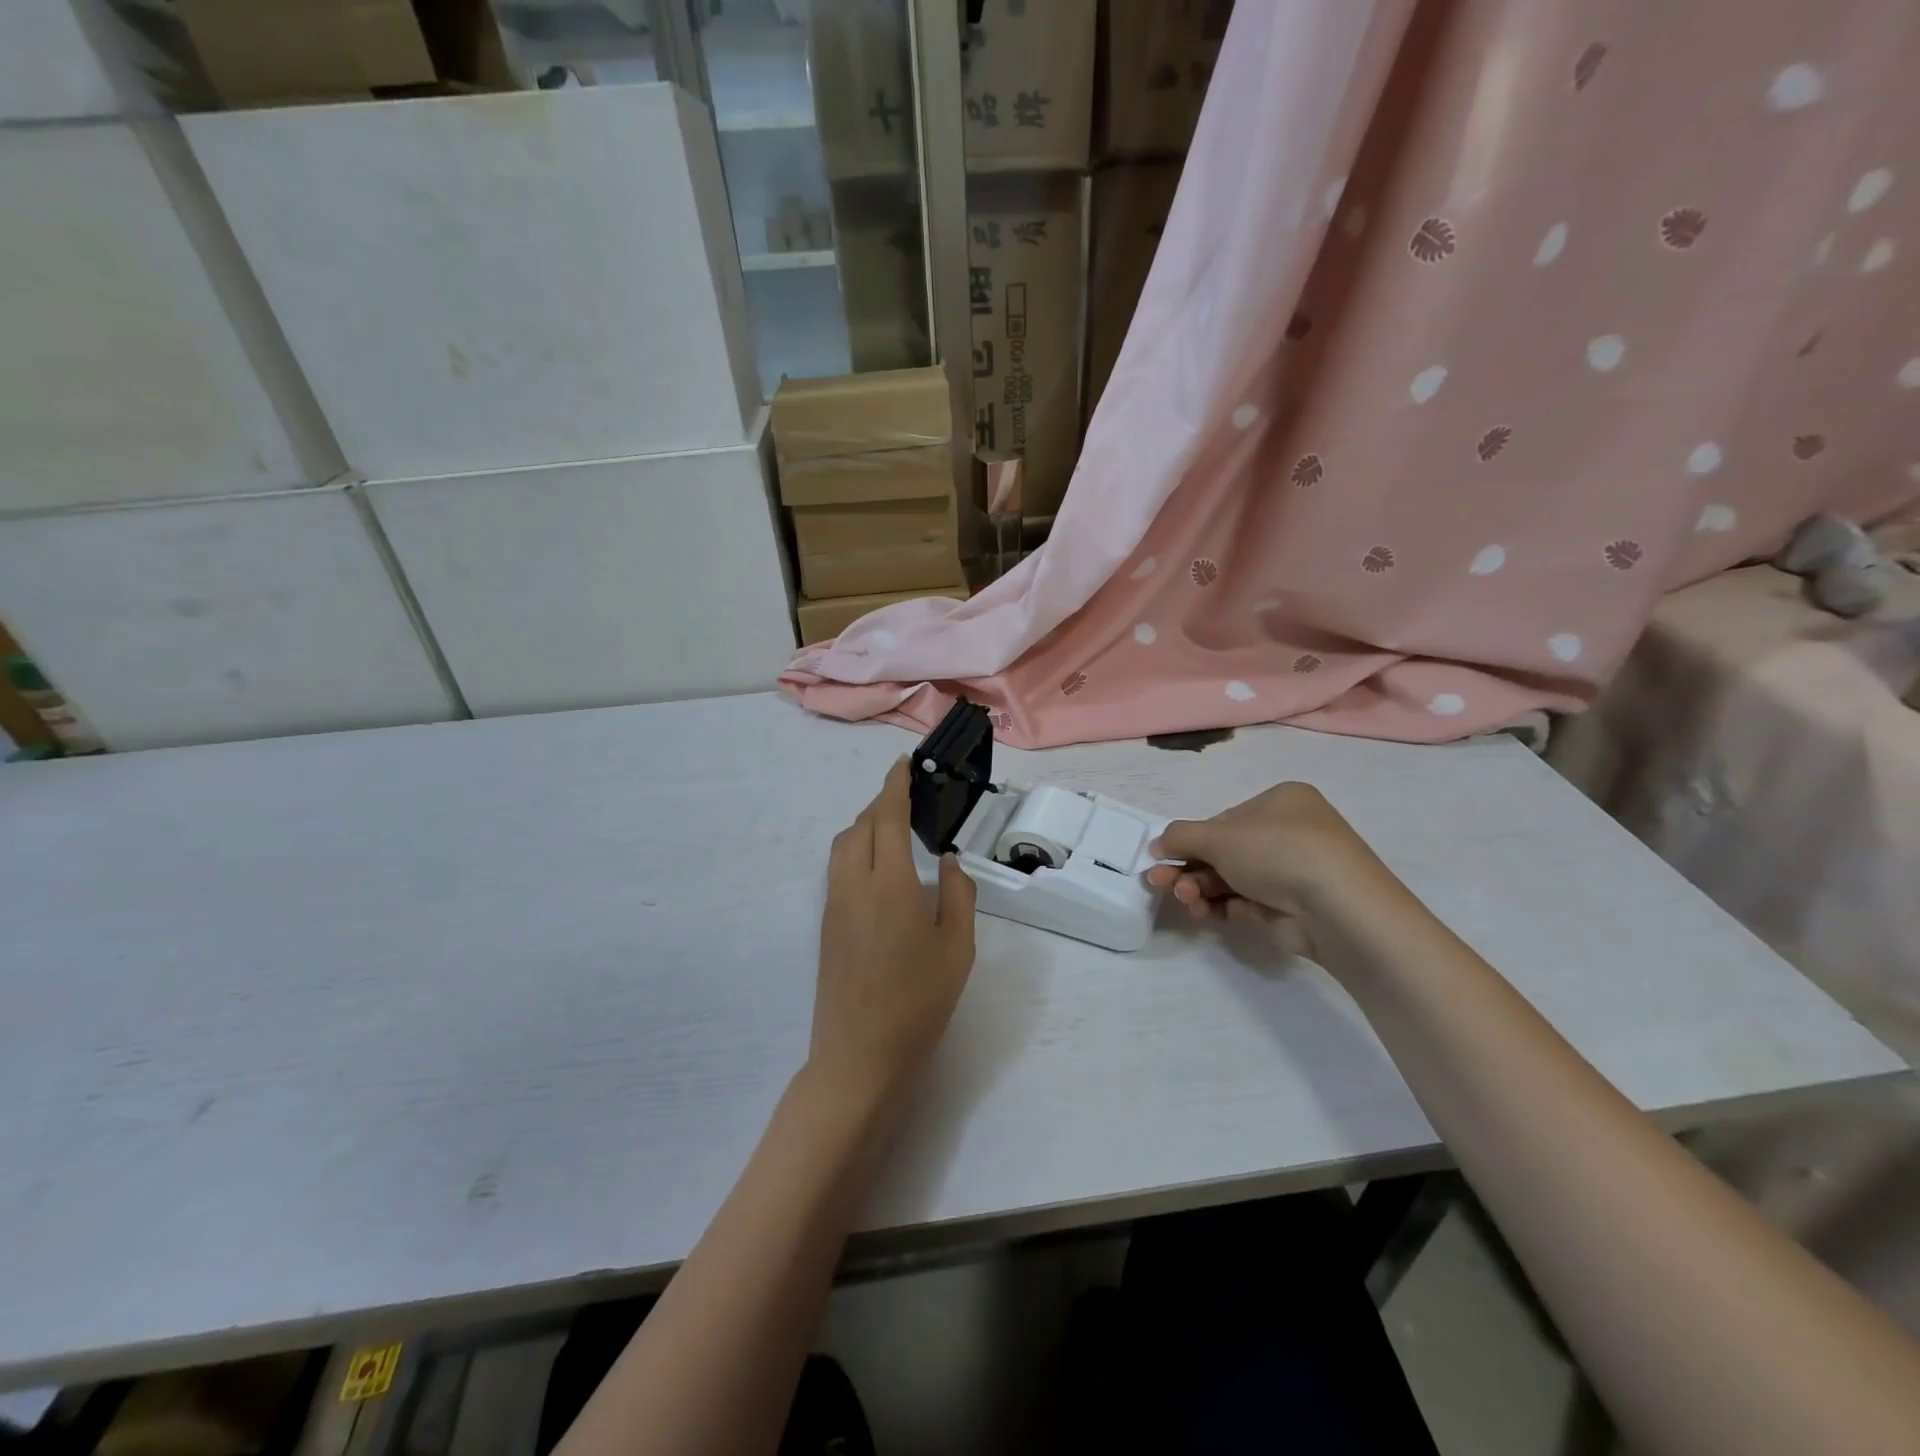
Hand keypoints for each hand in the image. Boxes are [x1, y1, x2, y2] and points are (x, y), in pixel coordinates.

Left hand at [809, 759, 976, 1117]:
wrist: (859, 1056)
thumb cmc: (918, 1003)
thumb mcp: (957, 949)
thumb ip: (958, 896)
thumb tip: (948, 861)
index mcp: (890, 885)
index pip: (887, 817)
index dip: (895, 785)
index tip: (904, 764)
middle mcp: (855, 885)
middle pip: (860, 826)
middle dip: (881, 803)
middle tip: (908, 799)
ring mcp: (834, 905)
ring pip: (843, 846)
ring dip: (865, 826)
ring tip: (893, 830)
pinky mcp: (826, 925)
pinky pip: (838, 868)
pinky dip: (856, 850)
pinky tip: (879, 869)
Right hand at [1145, 781, 1391, 953]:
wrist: (1338, 909)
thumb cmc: (1277, 852)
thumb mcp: (1219, 836)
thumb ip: (1180, 836)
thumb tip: (1157, 845)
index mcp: (1280, 802)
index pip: (1223, 820)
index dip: (1189, 840)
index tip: (1162, 857)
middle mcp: (1289, 832)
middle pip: (1223, 851)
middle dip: (1189, 868)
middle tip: (1158, 883)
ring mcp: (1293, 872)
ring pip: (1232, 878)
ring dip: (1200, 888)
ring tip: (1185, 900)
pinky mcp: (1293, 907)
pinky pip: (1247, 902)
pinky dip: (1222, 907)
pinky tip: (1204, 913)